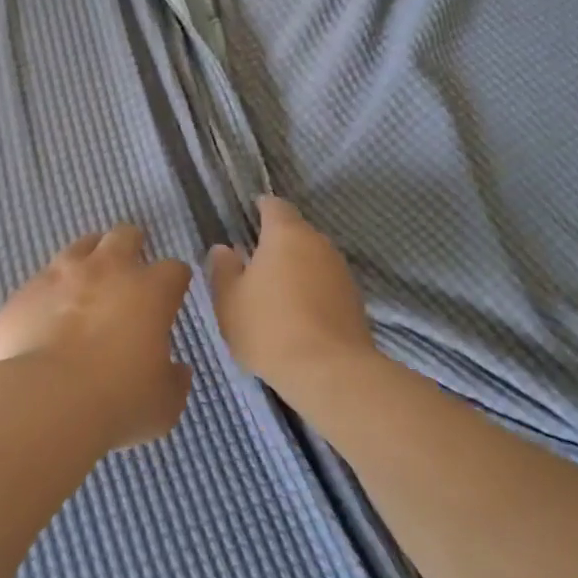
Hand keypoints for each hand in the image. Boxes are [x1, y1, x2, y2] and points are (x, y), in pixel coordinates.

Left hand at [0, 224, 193, 449]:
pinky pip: (43, 279)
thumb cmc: (117, 400)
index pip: (174, 269)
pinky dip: (51, 291)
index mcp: (150, 291)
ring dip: (90, 259)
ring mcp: (62, 274)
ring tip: (87, 283)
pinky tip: (48, 314)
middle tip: (129, 272)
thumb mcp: (163, 403)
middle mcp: (108, 269)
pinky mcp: (26, 290)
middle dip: (132, 247)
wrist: (44, 400)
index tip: (171, 297)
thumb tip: (178, 371)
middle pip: (126, 235)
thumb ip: (174, 380)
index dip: (175, 281)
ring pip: (82, 246)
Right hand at [207, 197, 383, 399]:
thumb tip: (224, 249)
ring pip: (312, 259)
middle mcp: (318, 243)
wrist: (330, 371)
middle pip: (295, 232)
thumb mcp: (229, 300)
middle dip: (276, 243)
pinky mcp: (354, 299)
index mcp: (286, 234)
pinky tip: (297, 315)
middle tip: (253, 264)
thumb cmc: (269, 328)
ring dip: (295, 269)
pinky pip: (325, 284)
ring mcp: (341, 271)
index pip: (275, 205)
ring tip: (273, 294)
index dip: (261, 208)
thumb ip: (223, 269)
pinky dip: (311, 291)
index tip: (248, 217)